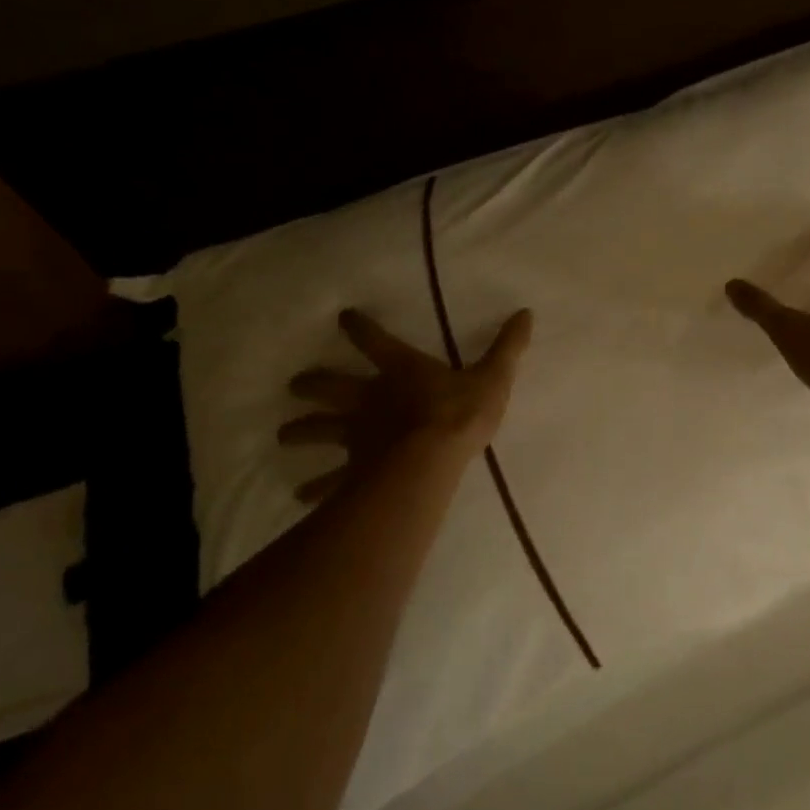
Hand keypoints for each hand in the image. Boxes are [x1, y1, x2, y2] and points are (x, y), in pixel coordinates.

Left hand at [278, 308, 533, 502]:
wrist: (431, 460)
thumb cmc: (459, 414)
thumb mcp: (493, 377)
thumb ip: (508, 347)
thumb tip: (526, 313)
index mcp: (401, 371)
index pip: (376, 342)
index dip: (359, 328)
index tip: (343, 317)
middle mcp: (370, 398)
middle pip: (334, 388)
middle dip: (313, 384)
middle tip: (294, 384)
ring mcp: (358, 435)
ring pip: (321, 430)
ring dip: (301, 430)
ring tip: (283, 435)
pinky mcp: (355, 469)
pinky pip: (330, 479)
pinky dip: (315, 487)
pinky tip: (300, 495)